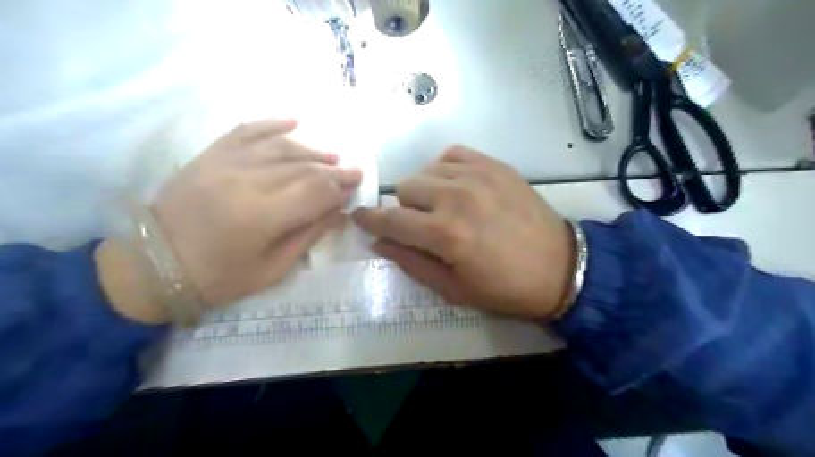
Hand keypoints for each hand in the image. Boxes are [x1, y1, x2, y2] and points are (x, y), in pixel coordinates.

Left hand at [96, 119, 361, 322]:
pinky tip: (294, 121)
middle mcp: (248, 181)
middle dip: (334, 171)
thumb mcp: (273, 269)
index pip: (316, 192)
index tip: (356, 187)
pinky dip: (272, 123)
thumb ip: (309, 235)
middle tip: (352, 172)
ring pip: (281, 148)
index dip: (340, 188)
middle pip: (304, 168)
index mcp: (264, 216)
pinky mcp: (211, 155)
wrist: (155, 264)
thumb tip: (338, 211)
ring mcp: (227, 163)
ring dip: (312, 151)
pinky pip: (247, 130)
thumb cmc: (219, 276)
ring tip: (331, 157)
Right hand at [356, 147, 571, 321]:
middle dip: (404, 209)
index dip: (369, 220)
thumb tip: (379, 242)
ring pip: (426, 170)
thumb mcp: (453, 289)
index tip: (360, 219)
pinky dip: (445, 169)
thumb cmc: (504, 288)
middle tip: (420, 225)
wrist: (560, 267)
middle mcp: (456, 198)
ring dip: (425, 191)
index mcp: (445, 235)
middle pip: (405, 188)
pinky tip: (456, 186)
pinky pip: (452, 154)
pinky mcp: (495, 165)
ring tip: (442, 206)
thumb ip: (411, 263)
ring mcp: (477, 176)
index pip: (390, 220)